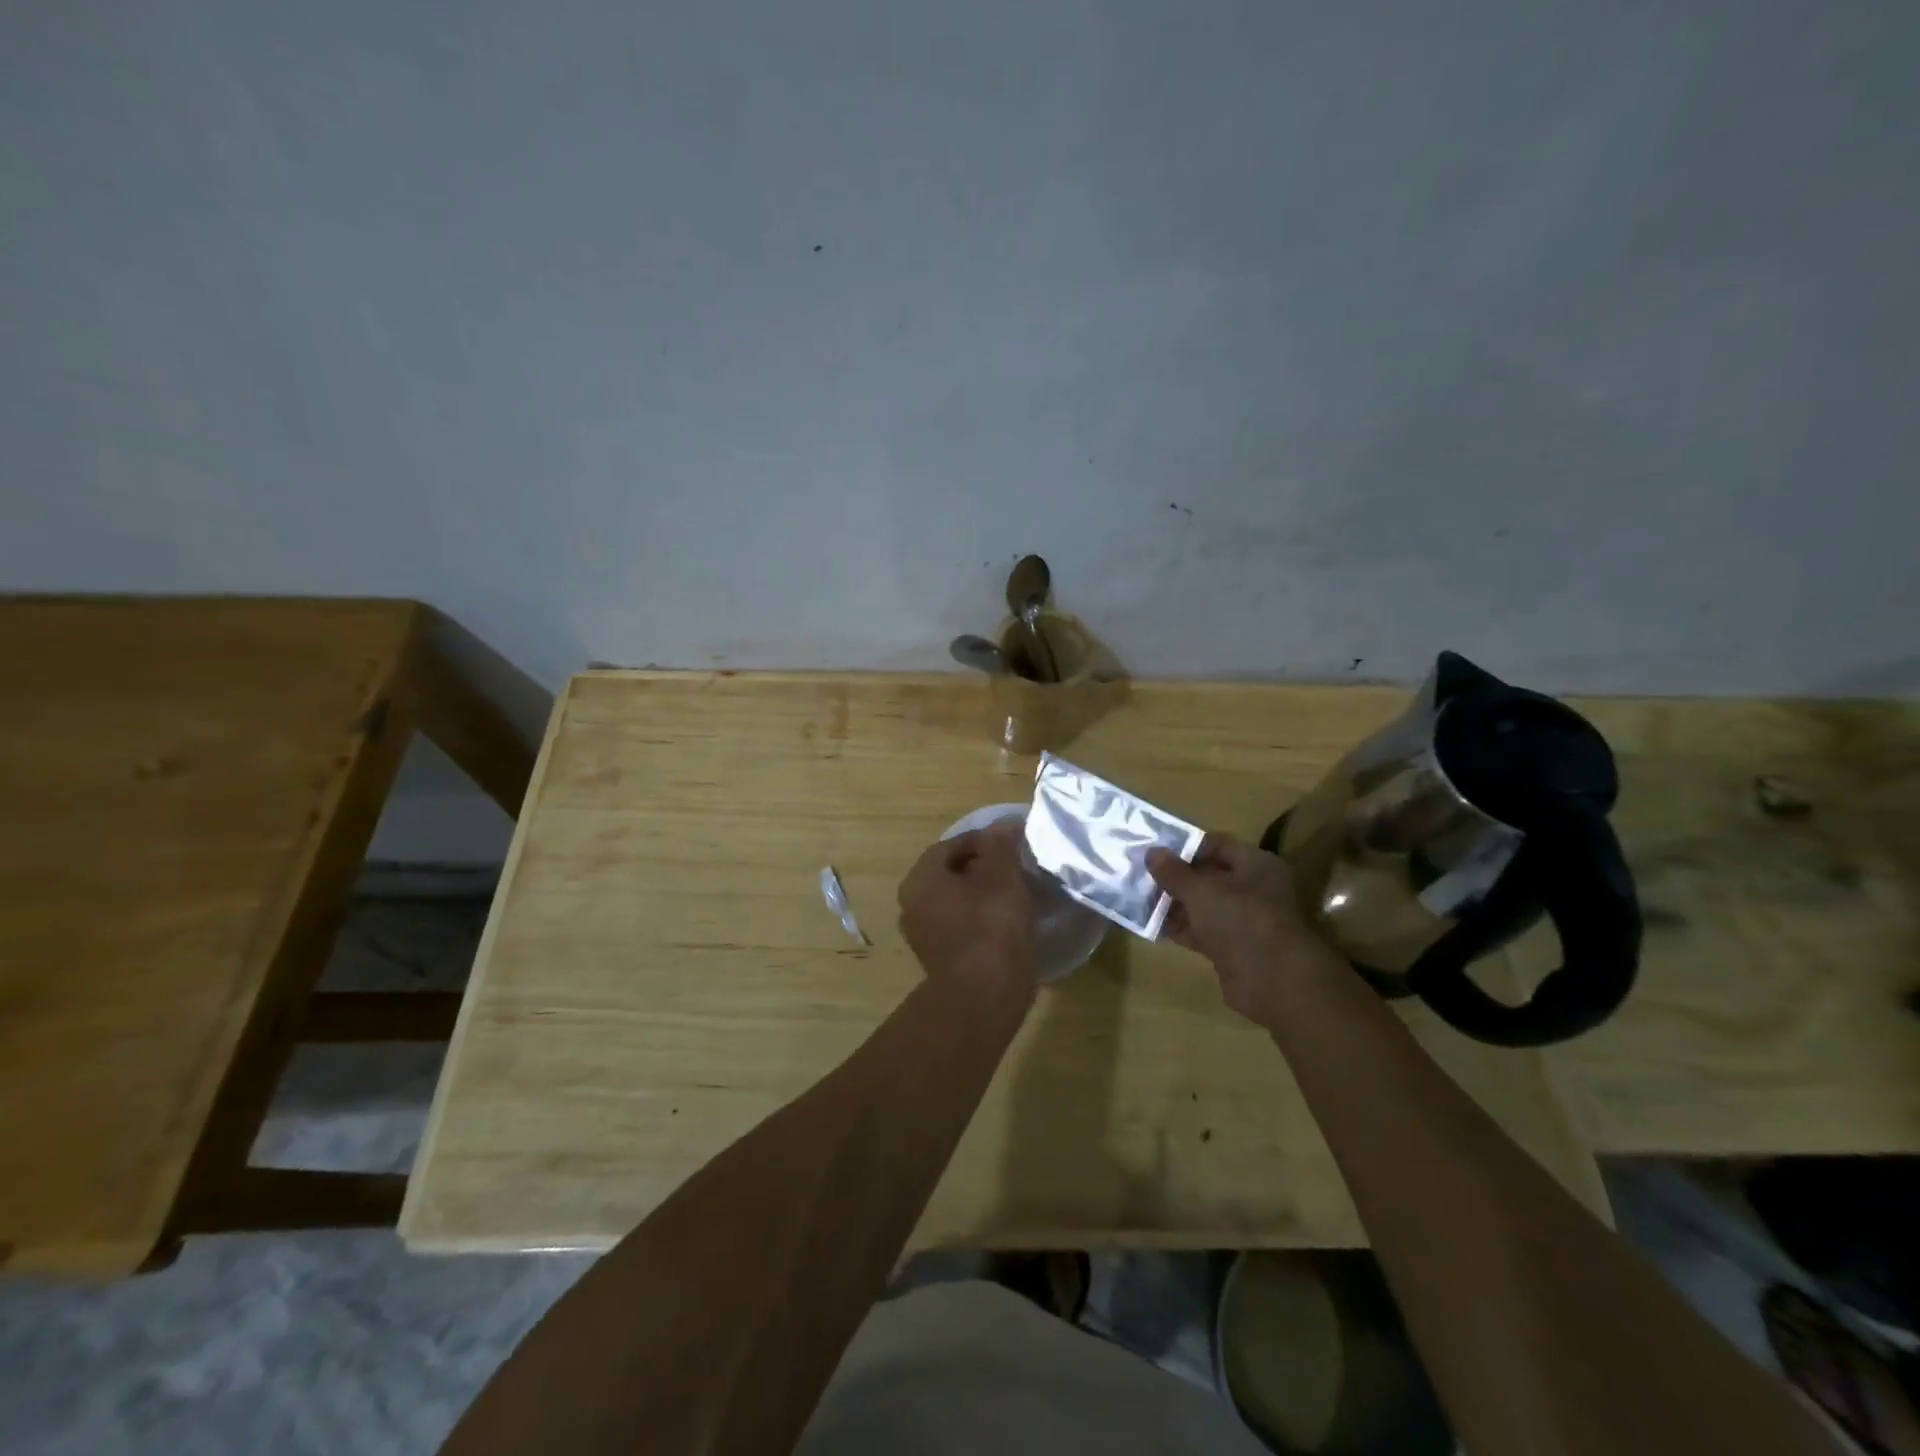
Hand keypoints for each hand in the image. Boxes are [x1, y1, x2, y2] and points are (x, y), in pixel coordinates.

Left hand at [898, 822, 1039, 1007]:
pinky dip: (978, 920)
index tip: (1013, 846)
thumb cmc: (991, 928)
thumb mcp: (1002, 876)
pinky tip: (1004, 925)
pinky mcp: (937, 959)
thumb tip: (1003, 825)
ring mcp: (921, 935)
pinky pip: (958, 926)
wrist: (983, 999)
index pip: (951, 845)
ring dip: (981, 895)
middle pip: (950, 873)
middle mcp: (911, 904)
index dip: (984, 841)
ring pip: (954, 901)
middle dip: (982, 868)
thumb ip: (1000, 845)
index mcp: (920, 879)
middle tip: (1015, 869)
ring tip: (1014, 896)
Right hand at [1147, 834, 1335, 1024]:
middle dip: (1177, 876)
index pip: (1219, 844)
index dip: (1188, 845)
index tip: (1157, 849)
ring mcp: (1245, 921)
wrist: (1273, 983)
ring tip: (1140, 898)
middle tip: (1142, 873)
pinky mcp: (1234, 948)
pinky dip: (1181, 928)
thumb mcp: (1201, 891)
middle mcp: (1255, 889)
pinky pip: (1202, 931)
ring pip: (1204, 905)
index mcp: (1257, 865)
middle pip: (1209, 876)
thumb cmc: (1241, 920)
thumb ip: (1174, 872)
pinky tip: (1152, 925)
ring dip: (1175, 904)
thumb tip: (1151, 852)